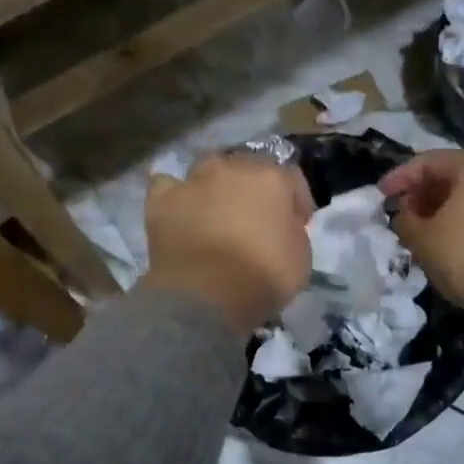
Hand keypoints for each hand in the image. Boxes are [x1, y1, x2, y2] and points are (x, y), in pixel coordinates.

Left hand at [143, 155, 314, 334]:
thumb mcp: (302, 259)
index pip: (291, 179)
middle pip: (248, 167)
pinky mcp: (161, 200)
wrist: (204, 295)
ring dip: (215, 185)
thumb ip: (293, 231)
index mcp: (272, 179)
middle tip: (253, 218)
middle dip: (253, 188)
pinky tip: (178, 210)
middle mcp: (232, 168)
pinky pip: (167, 186)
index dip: (296, 202)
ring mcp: (193, 181)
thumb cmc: (262, 278)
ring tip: (215, 212)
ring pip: (207, 169)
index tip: (296, 224)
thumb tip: (281, 225)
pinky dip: (175, 196)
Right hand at [379, 151, 463, 327]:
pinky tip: (450, 242)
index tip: (381, 196)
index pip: (430, 161)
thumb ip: (404, 218)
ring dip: (442, 208)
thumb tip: (405, 213)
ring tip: (423, 231)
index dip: (400, 177)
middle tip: (402, 215)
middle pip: (453, 175)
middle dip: (423, 193)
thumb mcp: (421, 238)